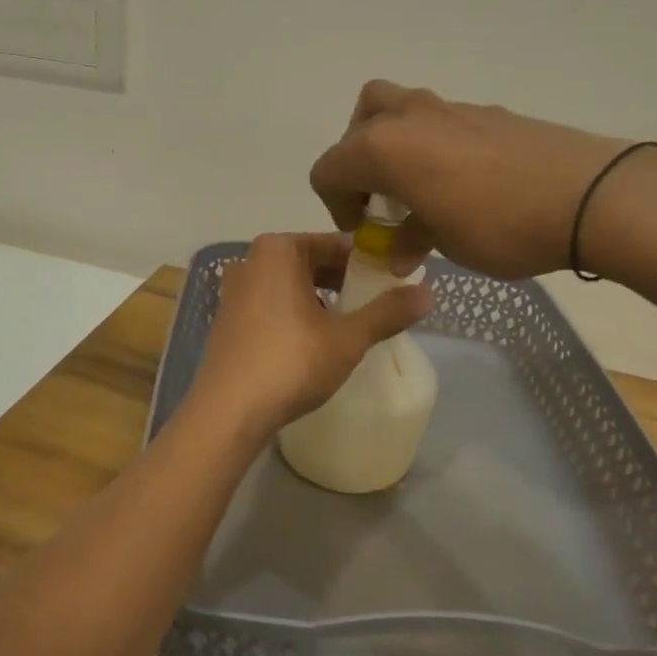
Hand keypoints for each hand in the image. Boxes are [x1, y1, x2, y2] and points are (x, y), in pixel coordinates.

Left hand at [190, 233, 431, 434]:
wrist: (228, 411)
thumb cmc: (290, 362)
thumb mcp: (347, 338)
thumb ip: (387, 312)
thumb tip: (428, 293)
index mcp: (278, 250)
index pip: (336, 244)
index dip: (368, 263)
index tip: (393, 282)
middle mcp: (251, 261)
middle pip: (311, 263)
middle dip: (344, 281)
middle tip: (378, 305)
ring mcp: (234, 291)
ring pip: (291, 286)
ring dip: (320, 300)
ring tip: (350, 325)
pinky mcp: (227, 320)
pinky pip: (271, 305)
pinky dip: (295, 315)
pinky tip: (313, 342)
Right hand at [310, 80, 656, 278]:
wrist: (589, 196)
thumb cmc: (500, 225)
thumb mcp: (445, 243)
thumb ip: (410, 239)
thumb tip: (398, 250)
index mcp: (384, 146)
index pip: (329, 168)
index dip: (336, 204)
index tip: (364, 231)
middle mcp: (409, 117)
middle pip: (360, 121)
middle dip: (358, 159)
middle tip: (381, 196)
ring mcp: (452, 108)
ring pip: (401, 112)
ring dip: (396, 148)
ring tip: (421, 190)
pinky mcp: (489, 113)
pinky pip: (441, 123)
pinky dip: (434, 147)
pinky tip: (463, 185)